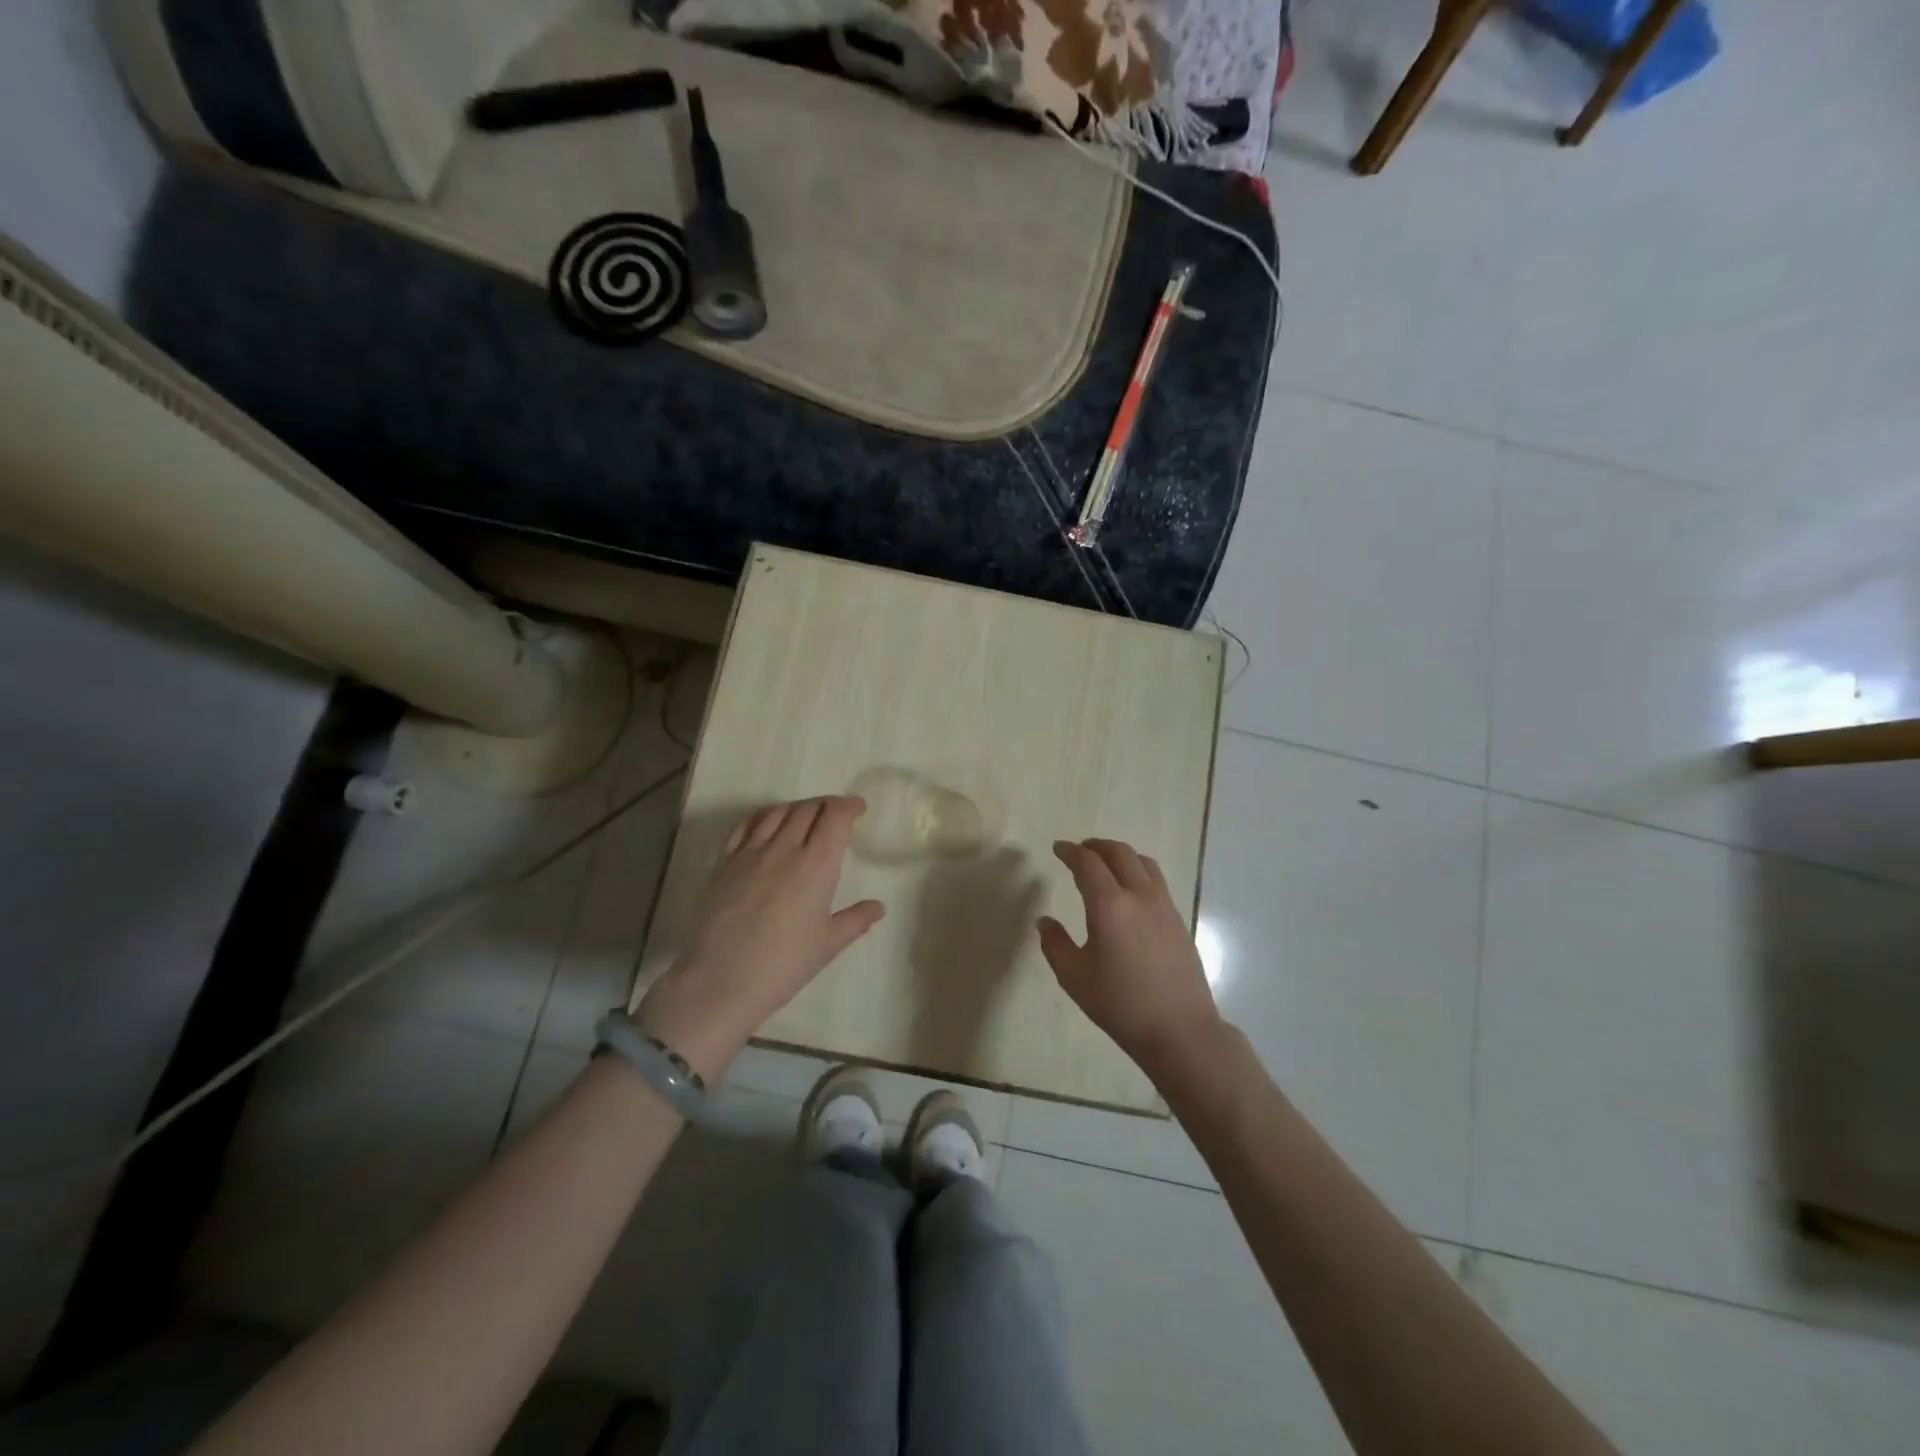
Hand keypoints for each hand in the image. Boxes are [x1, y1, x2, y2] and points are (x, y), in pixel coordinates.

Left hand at [636, 796, 883, 1078]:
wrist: (722, 980)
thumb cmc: (784, 964)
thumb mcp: (828, 944)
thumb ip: (856, 920)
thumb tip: (878, 907)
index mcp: (817, 864)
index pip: (835, 816)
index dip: (849, 805)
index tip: (858, 808)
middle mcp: (785, 848)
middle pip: (808, 809)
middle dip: (826, 805)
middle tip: (835, 814)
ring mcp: (751, 852)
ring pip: (778, 812)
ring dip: (797, 807)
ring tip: (805, 816)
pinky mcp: (724, 862)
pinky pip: (746, 825)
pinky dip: (764, 816)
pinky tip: (767, 823)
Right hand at [1038, 838, 1223, 1076]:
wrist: (1180, 1030)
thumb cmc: (1121, 1005)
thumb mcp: (1075, 978)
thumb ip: (1055, 944)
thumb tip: (1044, 921)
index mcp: (1109, 906)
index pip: (1088, 863)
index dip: (1070, 852)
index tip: (1058, 849)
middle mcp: (1139, 896)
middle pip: (1119, 853)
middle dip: (1096, 846)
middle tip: (1080, 851)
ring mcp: (1164, 906)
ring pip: (1142, 862)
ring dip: (1120, 855)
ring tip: (1106, 864)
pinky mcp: (1178, 919)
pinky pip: (1156, 880)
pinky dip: (1138, 871)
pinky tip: (1130, 891)